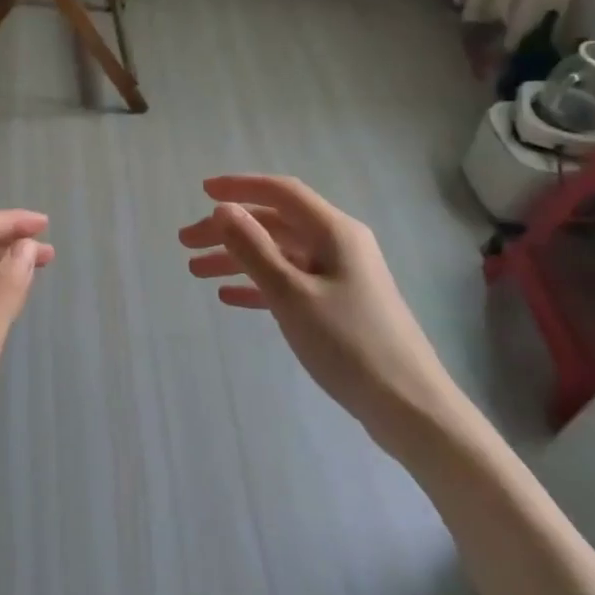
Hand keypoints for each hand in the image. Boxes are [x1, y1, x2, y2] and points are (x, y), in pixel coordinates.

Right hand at [179, 175, 459, 435]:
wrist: (409, 406)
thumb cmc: (349, 344)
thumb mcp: (292, 294)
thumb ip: (254, 249)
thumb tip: (223, 209)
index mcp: (334, 231)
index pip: (281, 193)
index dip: (240, 187)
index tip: (202, 191)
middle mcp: (338, 244)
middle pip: (275, 224)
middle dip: (229, 229)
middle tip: (185, 242)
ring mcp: (340, 276)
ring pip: (279, 254)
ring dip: (238, 259)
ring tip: (195, 271)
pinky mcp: (339, 305)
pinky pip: (290, 282)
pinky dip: (259, 285)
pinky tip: (229, 297)